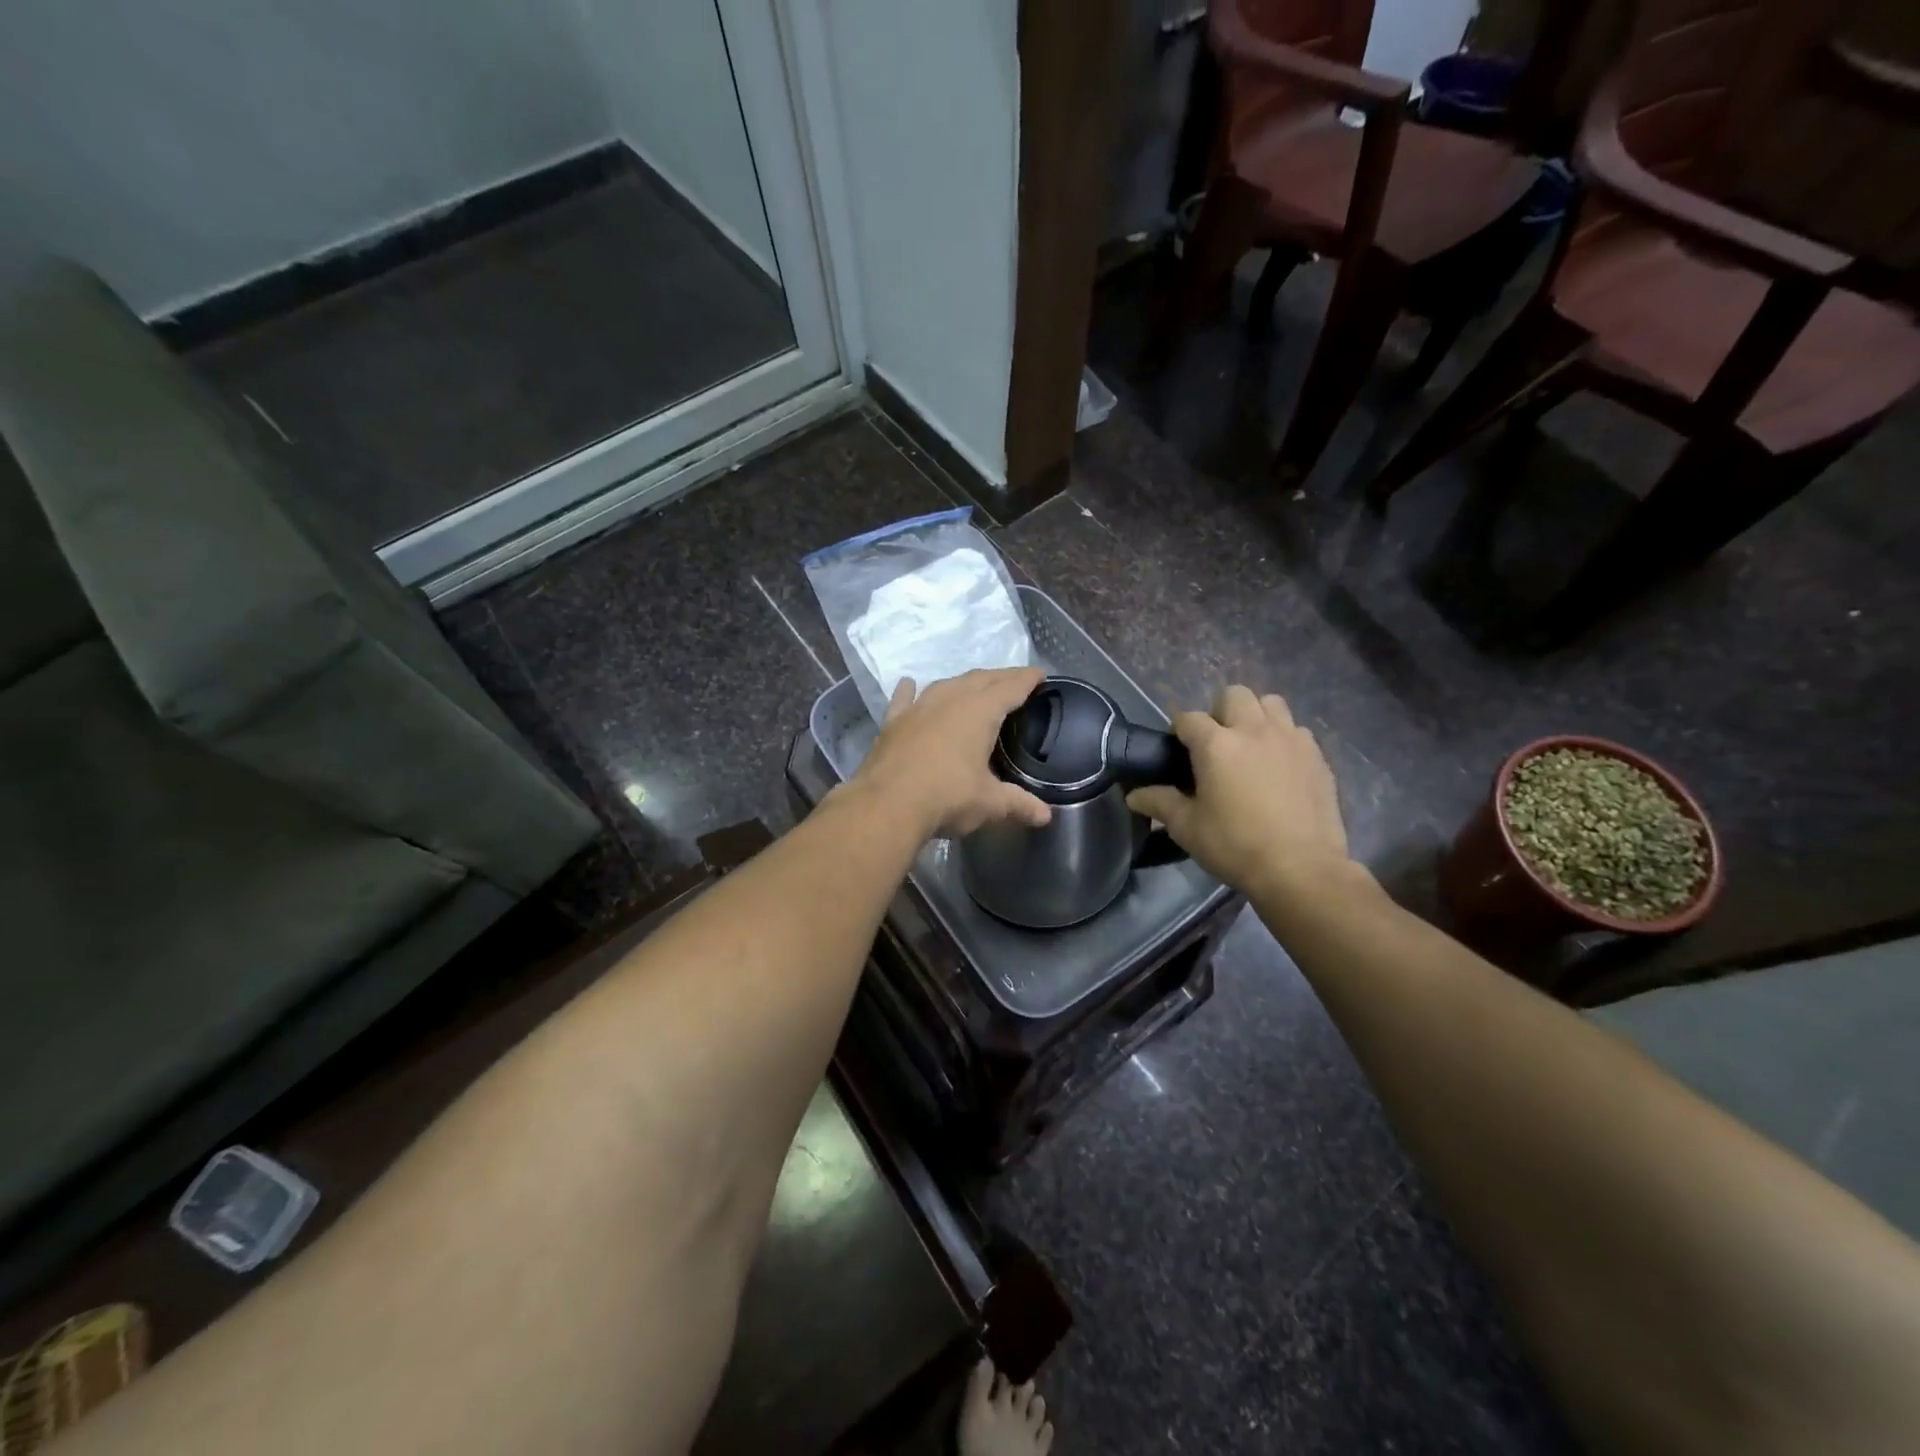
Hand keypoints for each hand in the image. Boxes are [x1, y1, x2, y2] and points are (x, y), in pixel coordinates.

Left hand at [850, 668, 1052, 837]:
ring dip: (963, 683)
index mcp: (980, 711)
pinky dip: (911, 691)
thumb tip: (1046, 816)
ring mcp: (919, 707)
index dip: (1027, 679)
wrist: (887, 805)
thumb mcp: (989, 803)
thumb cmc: (947, 798)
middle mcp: (950, 699)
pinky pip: (905, 699)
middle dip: (1000, 677)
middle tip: (1014, 681)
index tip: (1040, 674)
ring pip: (946, 684)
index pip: (1011, 687)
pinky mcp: (893, 722)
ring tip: (974, 687)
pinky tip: (909, 685)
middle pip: (981, 679)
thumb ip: (1019, 804)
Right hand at [1126, 686, 1349, 897]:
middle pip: (1234, 695)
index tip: (1177, 750)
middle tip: (1216, 744)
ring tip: (1250, 746)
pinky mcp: (1316, 755)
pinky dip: (1283, 738)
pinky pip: (1295, 730)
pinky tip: (1279, 766)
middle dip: (1220, 712)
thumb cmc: (1236, 846)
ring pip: (1270, 703)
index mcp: (1216, 744)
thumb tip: (1133, 795)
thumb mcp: (1187, 828)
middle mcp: (1253, 730)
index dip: (1179, 730)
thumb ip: (1160, 803)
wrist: (1302, 869)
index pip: (1188, 718)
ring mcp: (1290, 739)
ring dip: (1255, 716)